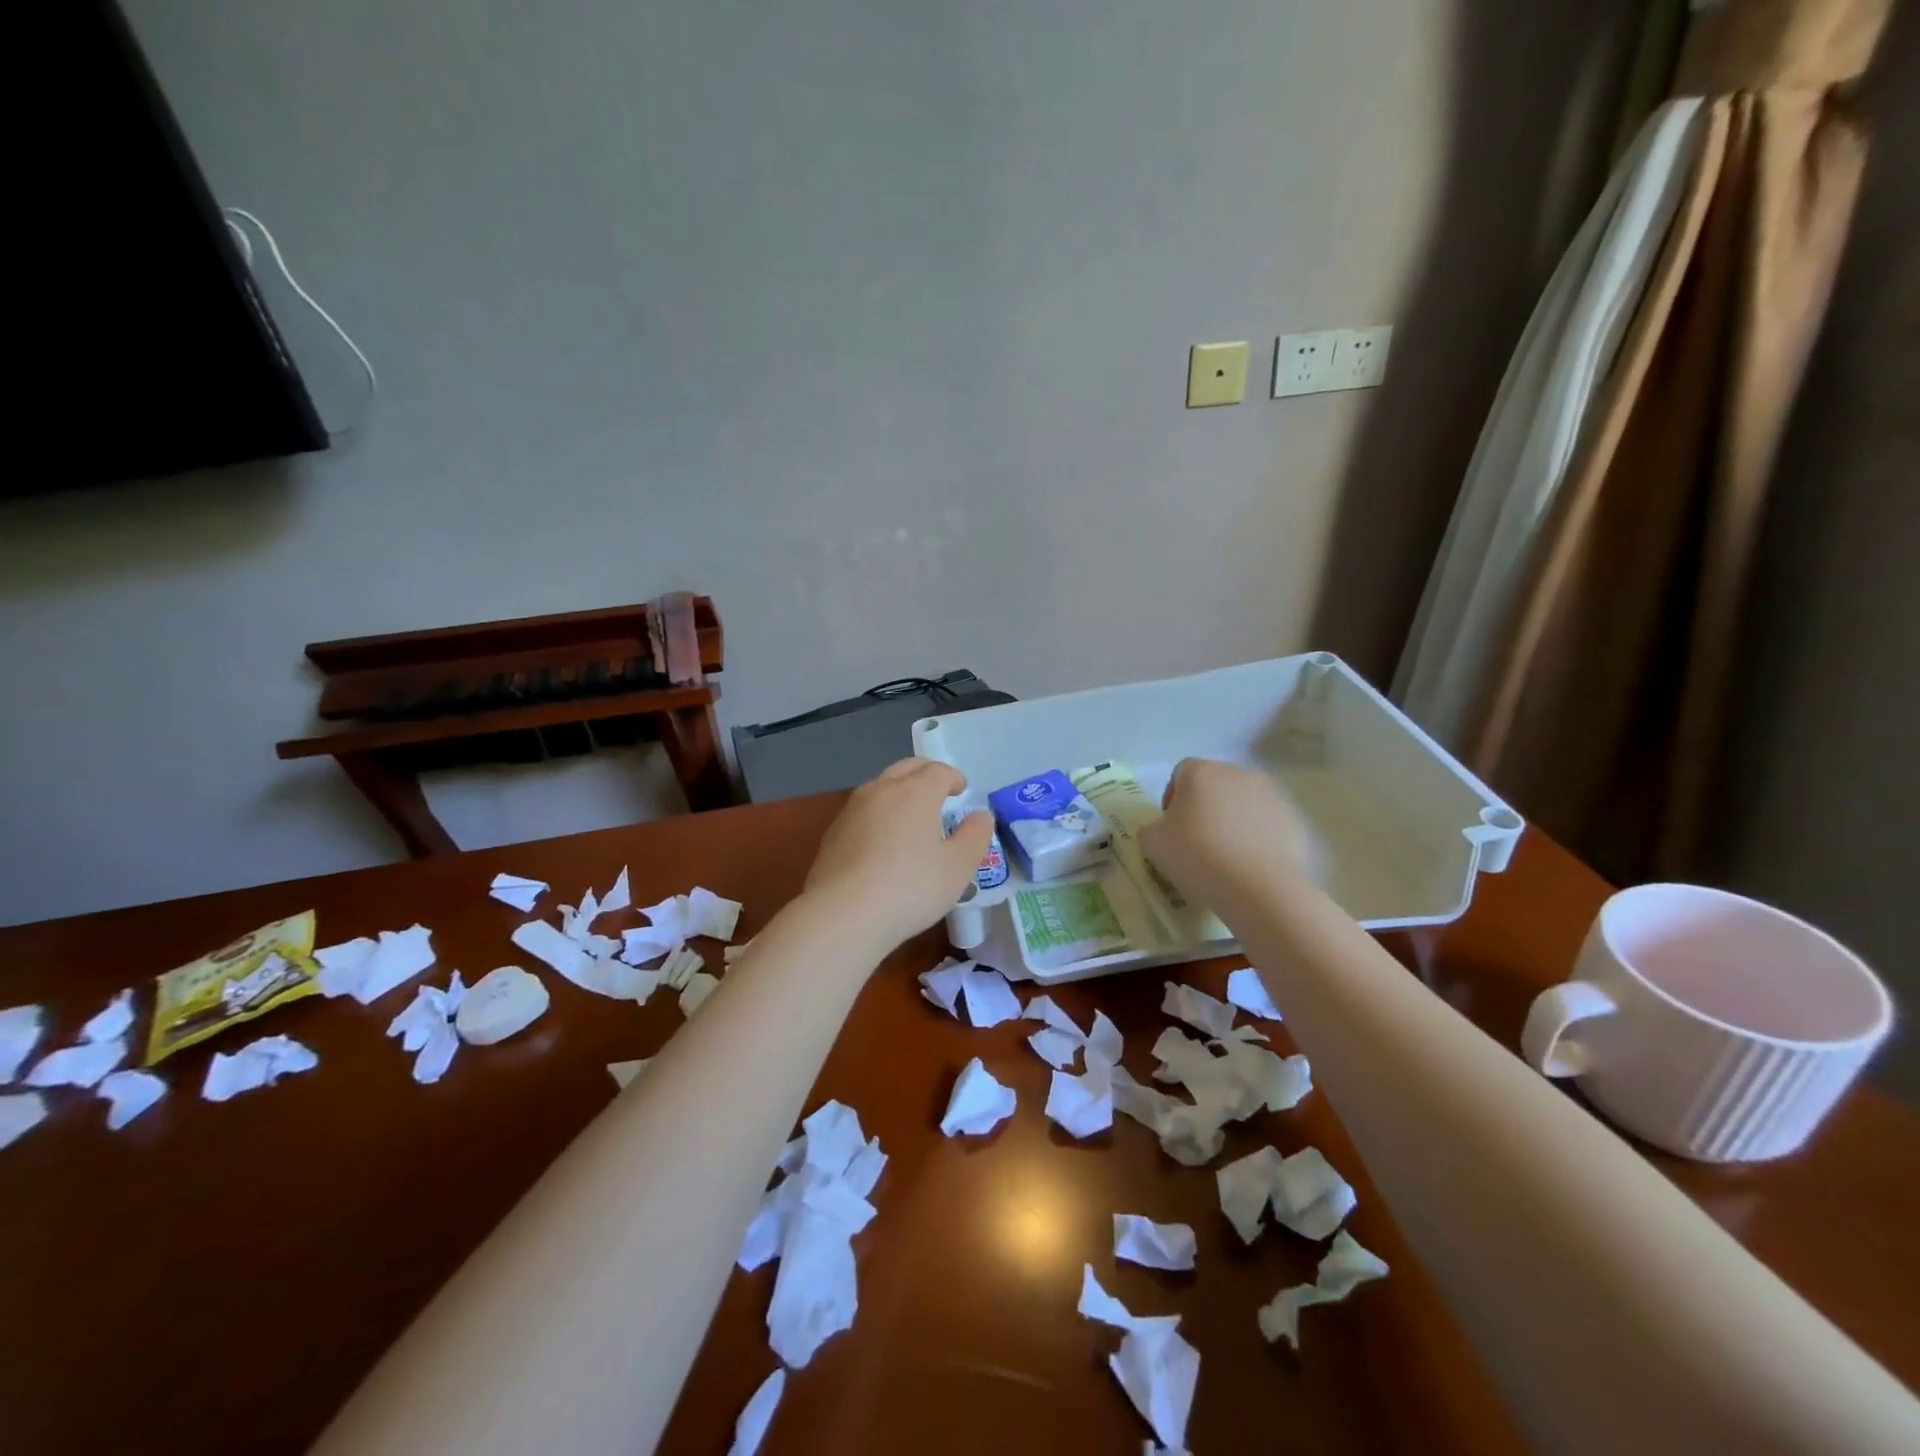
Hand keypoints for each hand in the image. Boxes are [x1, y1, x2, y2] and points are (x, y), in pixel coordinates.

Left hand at [805, 758, 992, 951]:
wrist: (842, 915)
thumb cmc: (910, 888)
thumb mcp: (958, 867)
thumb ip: (975, 836)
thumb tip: (979, 815)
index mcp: (914, 792)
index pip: (938, 771)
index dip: (953, 777)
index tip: (961, 789)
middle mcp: (880, 790)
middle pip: (906, 768)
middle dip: (926, 773)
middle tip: (939, 790)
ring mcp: (851, 810)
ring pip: (880, 786)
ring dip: (900, 790)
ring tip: (912, 813)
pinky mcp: (833, 833)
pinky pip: (863, 811)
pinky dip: (879, 813)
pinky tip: (883, 840)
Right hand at [1138, 758, 1314, 909]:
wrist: (1260, 888)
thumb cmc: (1198, 856)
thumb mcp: (1153, 843)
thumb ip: (1153, 827)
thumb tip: (1164, 829)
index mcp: (1201, 772)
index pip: (1181, 773)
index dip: (1172, 797)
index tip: (1171, 827)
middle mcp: (1238, 773)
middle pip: (1214, 784)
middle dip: (1204, 806)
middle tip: (1196, 839)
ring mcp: (1270, 795)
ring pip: (1242, 802)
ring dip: (1231, 819)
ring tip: (1225, 854)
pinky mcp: (1292, 820)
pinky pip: (1265, 823)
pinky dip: (1256, 836)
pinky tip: (1249, 863)